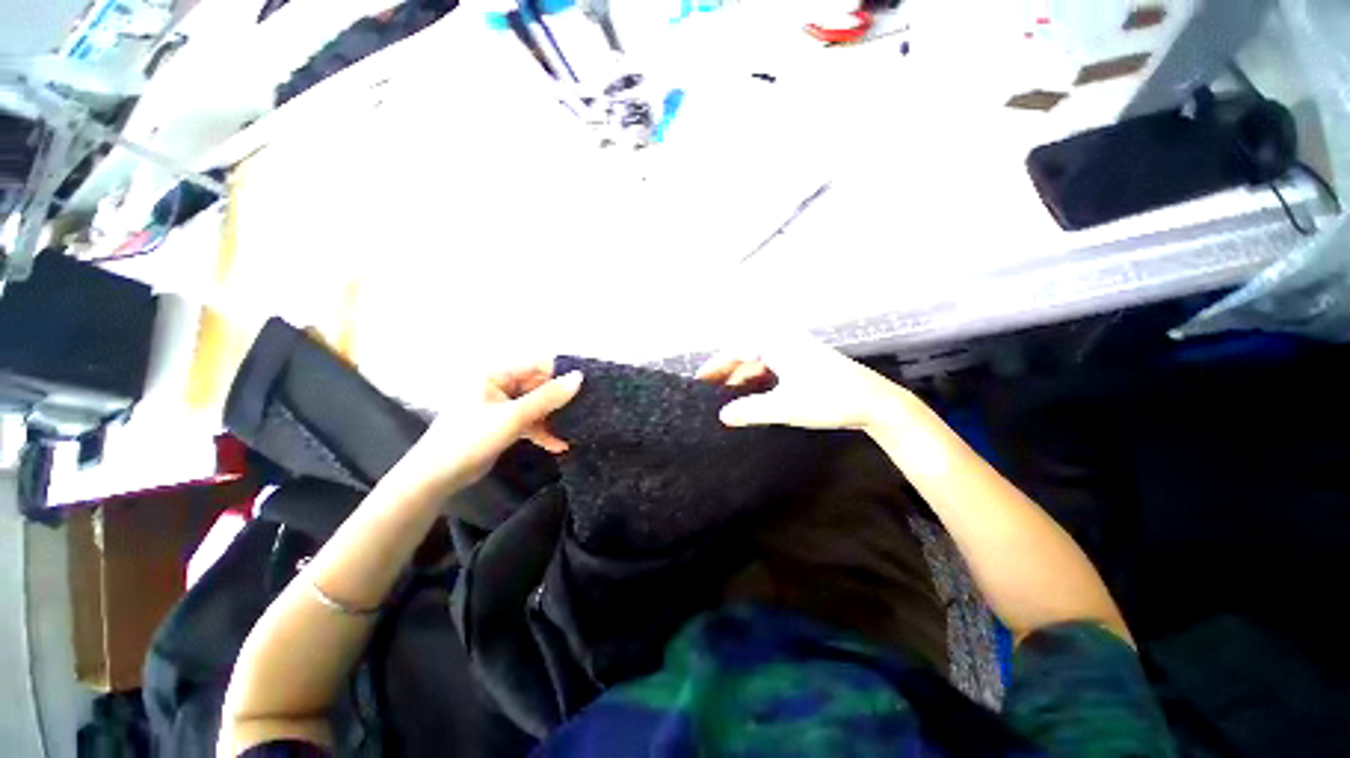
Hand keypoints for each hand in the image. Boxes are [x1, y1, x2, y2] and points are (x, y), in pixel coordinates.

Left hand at [396, 362, 582, 496]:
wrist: (436, 478)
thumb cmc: (471, 438)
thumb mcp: (513, 417)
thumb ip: (547, 397)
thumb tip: (579, 377)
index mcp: (495, 375)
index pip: (536, 366)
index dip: (561, 374)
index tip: (587, 385)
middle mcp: (498, 387)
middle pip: (537, 387)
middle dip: (559, 400)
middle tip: (585, 410)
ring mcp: (500, 407)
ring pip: (535, 407)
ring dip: (552, 419)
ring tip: (575, 429)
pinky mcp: (502, 425)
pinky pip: (528, 422)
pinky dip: (542, 432)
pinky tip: (559, 445)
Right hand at [697, 335, 903, 430]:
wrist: (876, 402)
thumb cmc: (829, 399)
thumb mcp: (785, 407)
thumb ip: (751, 411)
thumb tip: (723, 416)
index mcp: (777, 344)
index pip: (736, 350)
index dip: (715, 365)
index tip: (698, 380)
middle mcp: (785, 342)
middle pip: (746, 354)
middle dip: (727, 371)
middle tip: (710, 391)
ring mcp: (797, 352)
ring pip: (760, 362)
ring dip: (744, 377)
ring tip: (728, 396)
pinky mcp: (806, 363)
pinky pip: (773, 368)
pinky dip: (760, 380)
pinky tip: (755, 395)